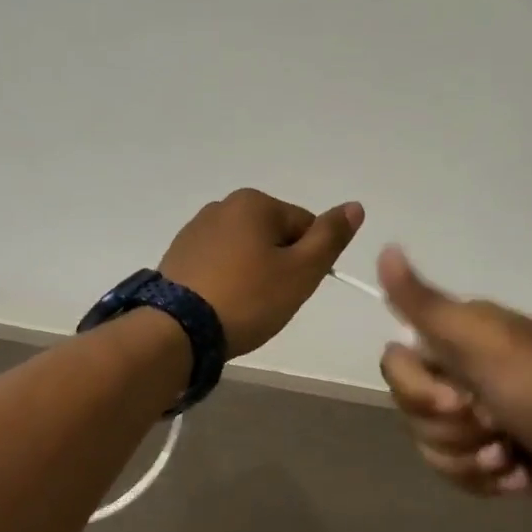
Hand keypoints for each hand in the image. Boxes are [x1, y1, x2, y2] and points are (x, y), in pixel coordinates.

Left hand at [160, 190, 364, 356]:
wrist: (176, 329)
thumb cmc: (247, 298)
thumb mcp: (301, 271)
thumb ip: (330, 237)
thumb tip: (355, 206)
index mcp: (254, 202)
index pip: (304, 226)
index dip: (307, 261)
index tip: (292, 289)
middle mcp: (222, 205)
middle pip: (273, 236)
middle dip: (279, 266)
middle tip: (269, 301)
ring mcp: (195, 229)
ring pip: (245, 251)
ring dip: (252, 275)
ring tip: (243, 306)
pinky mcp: (178, 255)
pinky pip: (218, 263)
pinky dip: (227, 280)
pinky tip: (220, 304)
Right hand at [377, 247, 531, 522]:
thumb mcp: (482, 343)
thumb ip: (425, 304)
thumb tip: (384, 249)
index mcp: (458, 336)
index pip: (395, 362)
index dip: (417, 389)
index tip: (458, 398)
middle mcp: (461, 371)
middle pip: (409, 407)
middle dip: (449, 428)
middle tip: (494, 425)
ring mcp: (475, 416)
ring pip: (428, 443)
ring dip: (469, 457)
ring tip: (509, 456)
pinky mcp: (488, 456)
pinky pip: (453, 471)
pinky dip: (484, 478)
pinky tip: (517, 473)